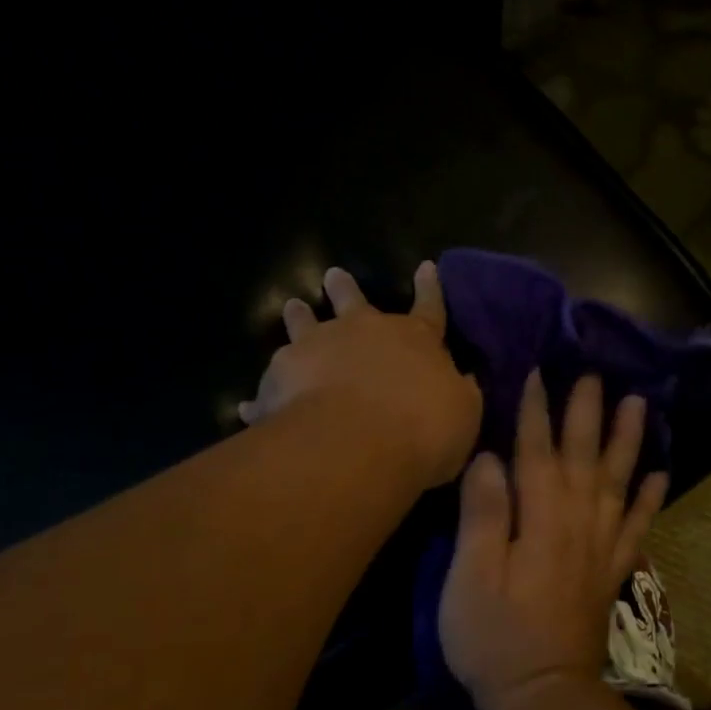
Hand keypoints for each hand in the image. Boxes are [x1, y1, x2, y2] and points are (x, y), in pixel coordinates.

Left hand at [239, 261, 481, 489]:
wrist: (358, 443)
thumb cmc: (423, 429)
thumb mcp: (463, 414)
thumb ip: (460, 394)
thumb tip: (462, 380)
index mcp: (414, 339)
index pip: (430, 308)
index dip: (430, 289)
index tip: (425, 266)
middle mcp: (363, 333)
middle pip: (354, 303)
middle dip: (346, 289)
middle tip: (333, 275)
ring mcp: (318, 348)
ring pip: (305, 325)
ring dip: (299, 317)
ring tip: (292, 307)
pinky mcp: (282, 376)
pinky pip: (271, 384)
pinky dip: (264, 395)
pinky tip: (247, 406)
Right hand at [440, 370, 667, 709]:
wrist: (543, 698)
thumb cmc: (493, 638)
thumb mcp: (470, 577)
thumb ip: (483, 514)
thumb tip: (490, 458)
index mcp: (540, 520)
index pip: (537, 452)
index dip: (536, 412)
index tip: (539, 373)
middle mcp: (577, 523)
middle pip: (585, 457)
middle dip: (587, 413)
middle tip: (595, 374)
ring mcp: (600, 548)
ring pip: (618, 482)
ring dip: (628, 441)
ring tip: (640, 405)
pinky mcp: (611, 572)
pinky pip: (638, 527)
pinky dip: (651, 498)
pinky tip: (660, 474)